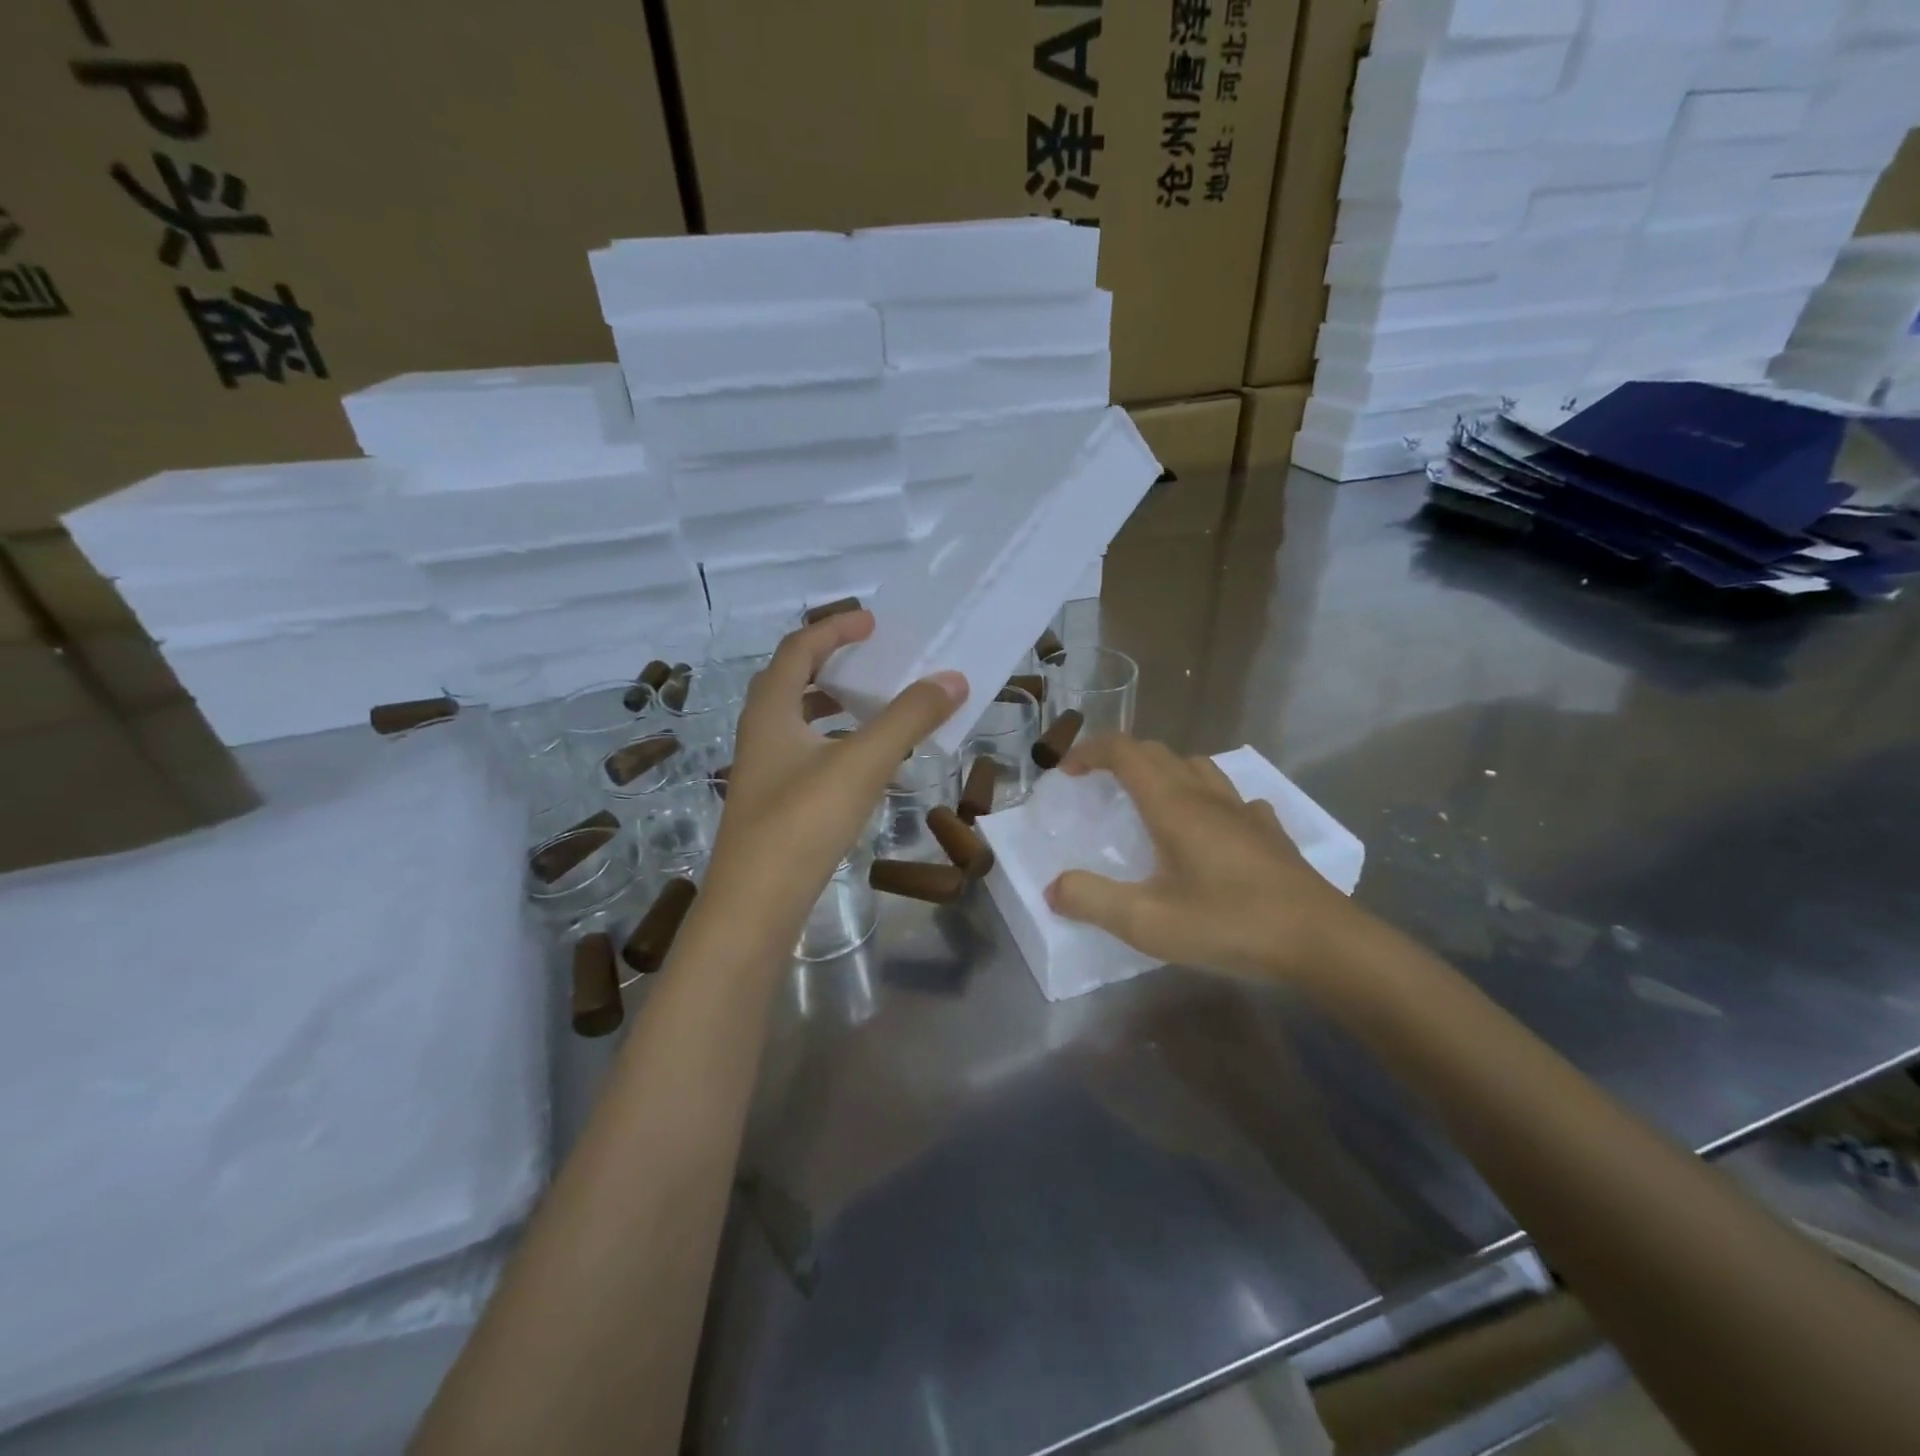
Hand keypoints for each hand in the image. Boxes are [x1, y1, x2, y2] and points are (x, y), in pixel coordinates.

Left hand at [699, 611, 966, 951]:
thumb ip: (908, 718)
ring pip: (798, 721)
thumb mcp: (861, 762)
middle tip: (873, 659)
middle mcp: (760, 734)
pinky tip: (865, 764)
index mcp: (771, 710)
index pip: (798, 649)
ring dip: (834, 704)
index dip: (834, 629)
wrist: (755, 907)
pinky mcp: (774, 805)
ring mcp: (764, 773)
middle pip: (791, 680)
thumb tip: (953, 678)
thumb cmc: (802, 822)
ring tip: (876, 705)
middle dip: (831, 663)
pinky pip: (807, 753)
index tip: (873, 623)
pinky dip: (836, 742)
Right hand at [1043, 735, 1368, 985]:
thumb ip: (1092, 900)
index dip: (1091, 751)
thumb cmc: (1229, 924)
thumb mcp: (1148, 922)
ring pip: (1197, 768)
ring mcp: (1244, 812)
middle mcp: (1207, 796)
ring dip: (1164, 771)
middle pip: (1158, 753)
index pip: (1125, 752)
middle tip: (1097, 786)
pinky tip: (1211, 831)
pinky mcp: (1270, 833)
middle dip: (1120, 758)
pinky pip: (1232, 798)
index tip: (1067, 771)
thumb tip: (1054, 887)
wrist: (1321, 942)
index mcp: (1173, 805)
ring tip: (1149, 802)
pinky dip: (1207, 799)